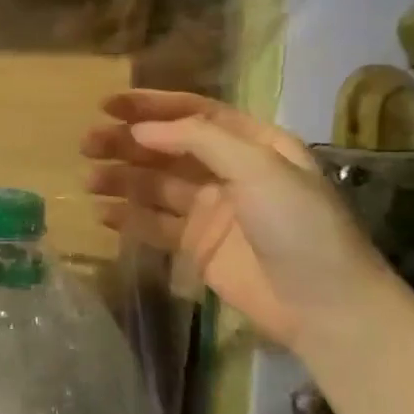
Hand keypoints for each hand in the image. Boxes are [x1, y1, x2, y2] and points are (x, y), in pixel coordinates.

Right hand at [83, 91, 391, 354]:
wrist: (325, 307)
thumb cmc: (298, 226)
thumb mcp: (258, 168)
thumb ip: (199, 140)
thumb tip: (141, 130)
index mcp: (252, 145)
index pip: (194, 114)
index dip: (151, 106)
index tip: (108, 105)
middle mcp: (228, 171)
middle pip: (167, 148)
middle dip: (127, 143)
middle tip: (87, 144)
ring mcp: (210, 210)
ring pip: (154, 185)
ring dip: (121, 179)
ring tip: (89, 181)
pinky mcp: (197, 245)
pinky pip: (154, 224)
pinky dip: (127, 217)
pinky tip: (101, 214)